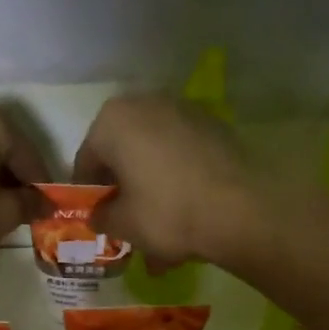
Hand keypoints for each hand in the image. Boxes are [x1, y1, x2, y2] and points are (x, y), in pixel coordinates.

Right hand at [73, 93, 261, 268]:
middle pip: (123, 151)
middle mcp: (146, 103)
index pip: (86, 160)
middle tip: (127, 220)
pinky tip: (186, 212)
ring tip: (160, 226)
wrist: (242, 209)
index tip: (97, 217)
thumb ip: (101, 216)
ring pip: (155, 154)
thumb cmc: (167, 212)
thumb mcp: (122, 224)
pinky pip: (183, 155)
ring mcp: (185, 110)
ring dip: (151, 186)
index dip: (89, 193)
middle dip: (123, 186)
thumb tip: (99, 215)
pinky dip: (178, 179)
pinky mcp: (215, 125)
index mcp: (112, 121)